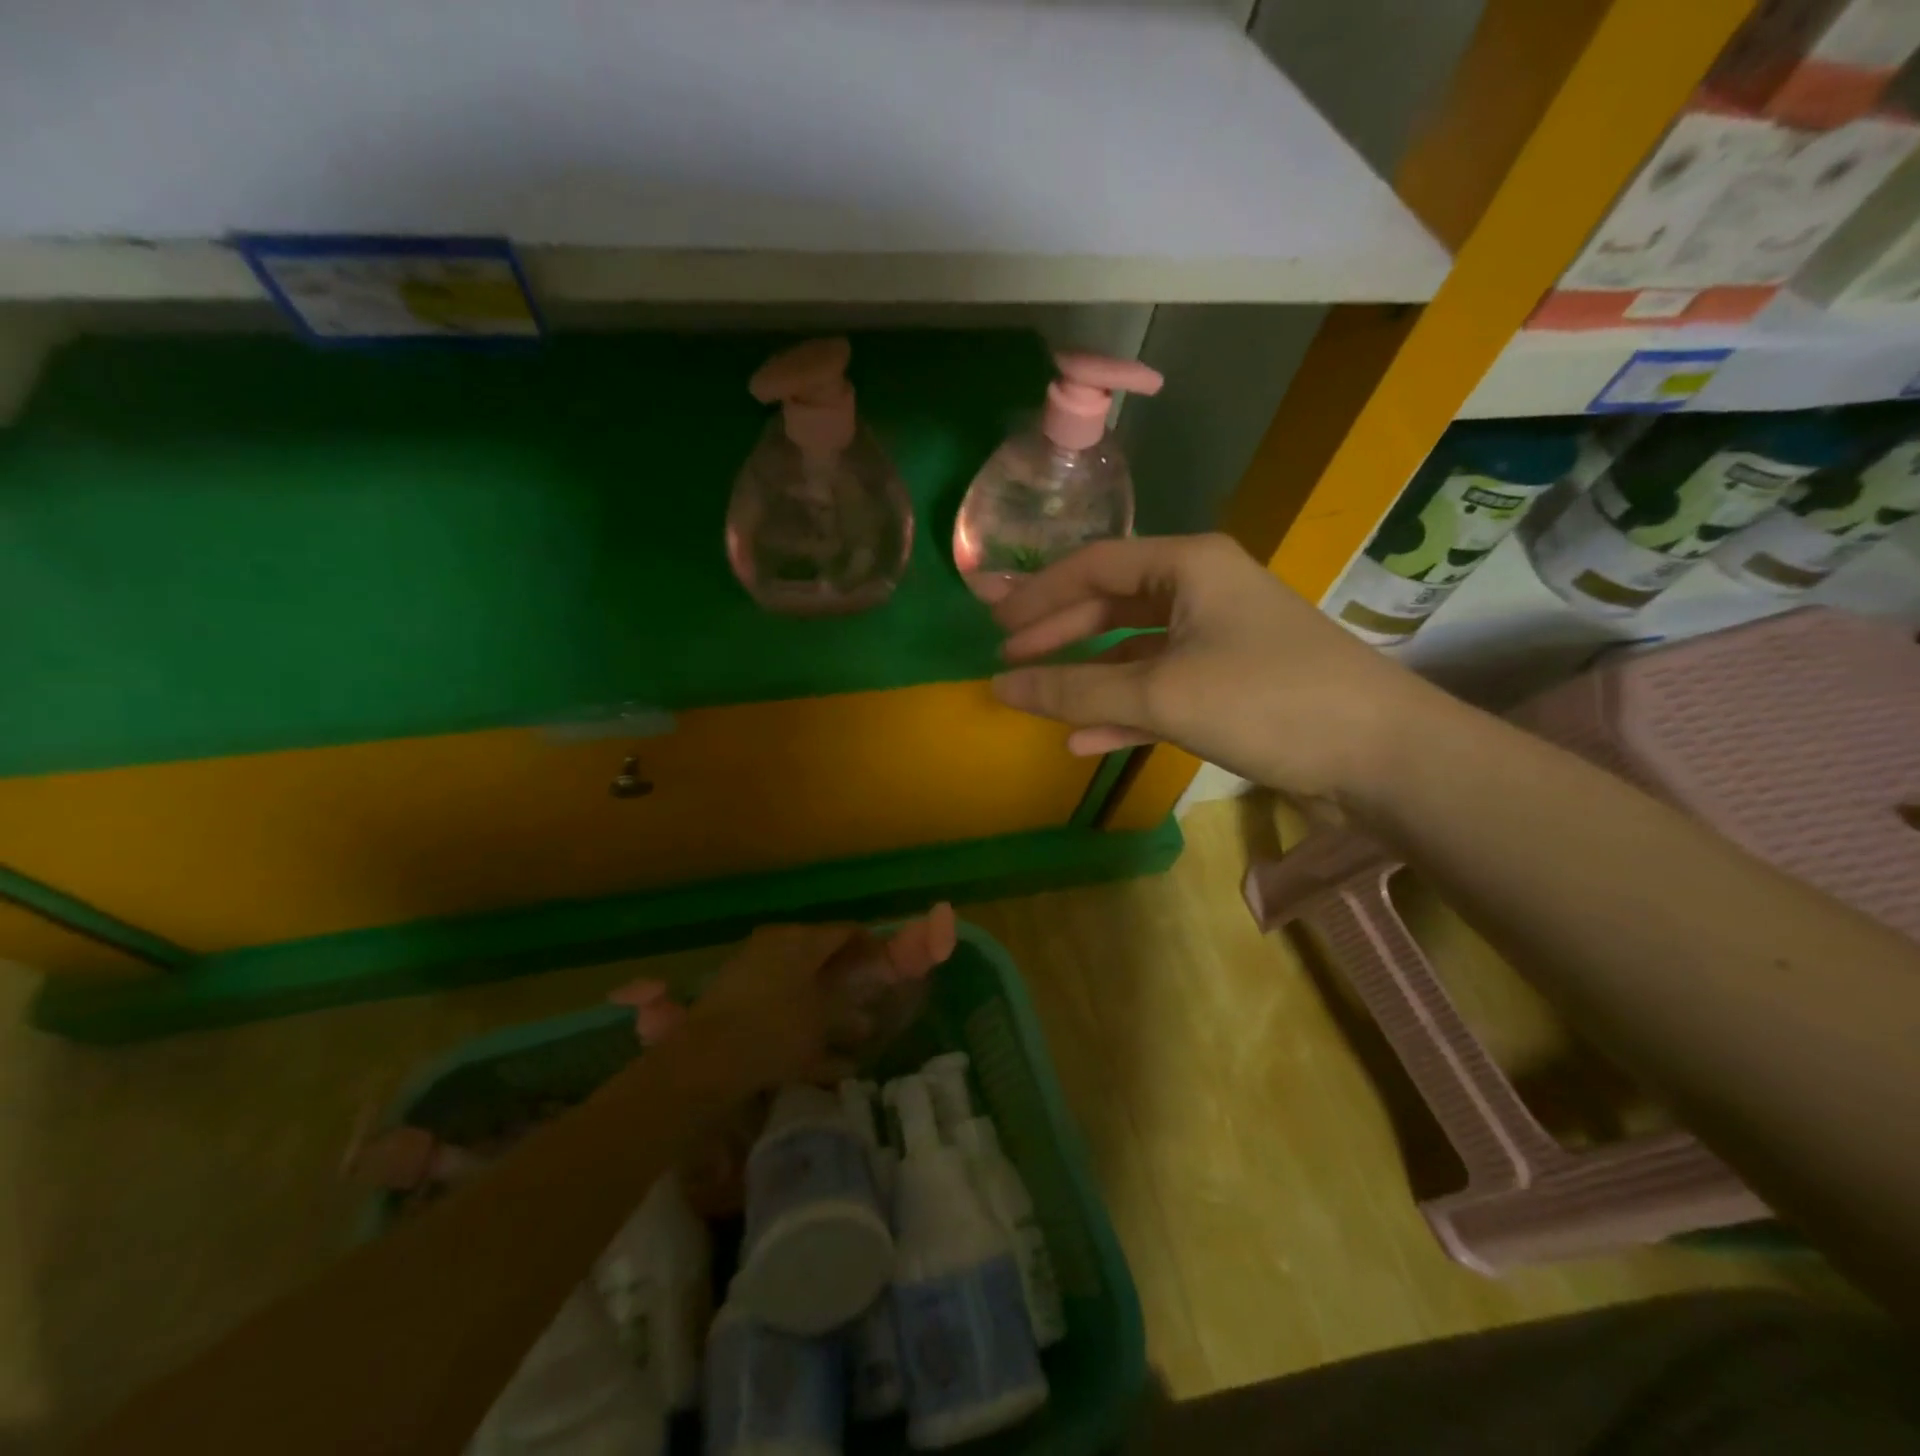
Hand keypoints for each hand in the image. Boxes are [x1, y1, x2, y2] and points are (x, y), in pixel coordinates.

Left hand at [680, 923, 861, 1091]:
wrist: (704, 1060)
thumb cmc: (776, 1031)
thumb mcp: (823, 1021)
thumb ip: (849, 1010)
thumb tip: (866, 1011)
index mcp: (801, 939)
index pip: (847, 932)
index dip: (872, 949)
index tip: (889, 971)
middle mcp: (776, 942)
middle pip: (821, 953)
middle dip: (847, 976)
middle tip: (868, 999)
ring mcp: (751, 965)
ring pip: (799, 978)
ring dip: (824, 1000)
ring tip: (849, 1033)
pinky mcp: (733, 992)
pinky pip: (777, 998)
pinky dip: (797, 1016)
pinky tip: (816, 1051)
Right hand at [990, 534, 1440, 800]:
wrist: (1381, 755)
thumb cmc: (1267, 700)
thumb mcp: (1161, 693)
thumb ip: (1076, 689)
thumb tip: (1000, 687)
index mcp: (1189, 566)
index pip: (1094, 565)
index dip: (1038, 595)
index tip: (993, 626)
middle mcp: (1202, 590)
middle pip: (1110, 603)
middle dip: (1057, 632)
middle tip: (1006, 658)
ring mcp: (1217, 639)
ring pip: (1132, 649)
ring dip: (1085, 674)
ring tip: (1035, 695)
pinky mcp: (1228, 684)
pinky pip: (1159, 688)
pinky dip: (1122, 710)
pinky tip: (1084, 739)